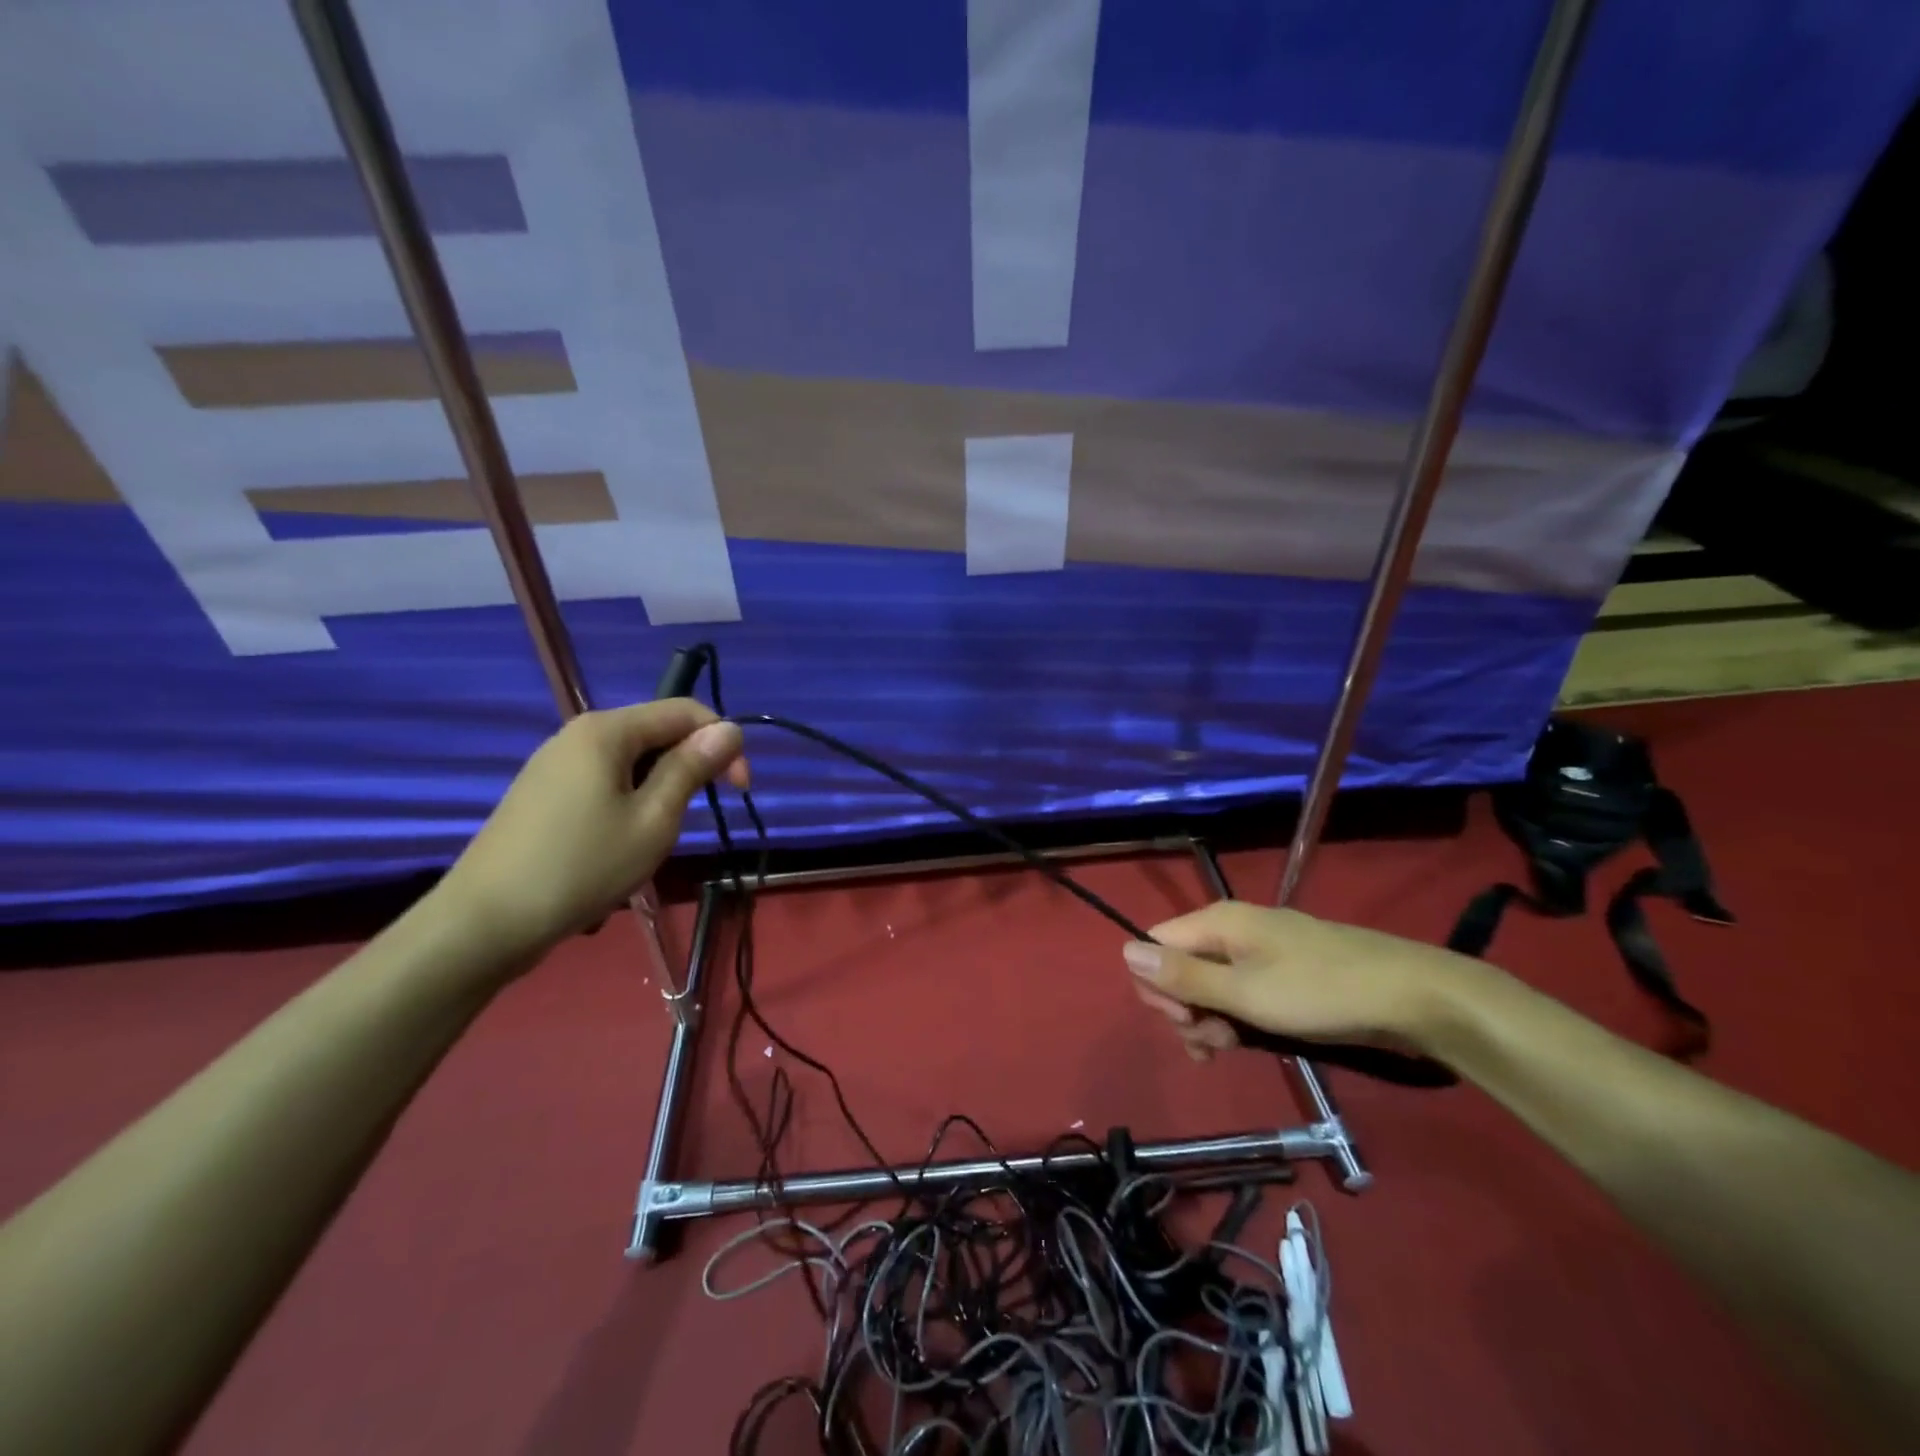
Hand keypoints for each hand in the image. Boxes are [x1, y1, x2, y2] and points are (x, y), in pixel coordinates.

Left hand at [436, 699, 747, 958]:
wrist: (486, 922)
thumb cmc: (583, 866)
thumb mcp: (654, 819)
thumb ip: (692, 768)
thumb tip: (729, 728)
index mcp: (607, 730)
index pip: (685, 711)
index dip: (723, 742)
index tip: (739, 790)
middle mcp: (579, 733)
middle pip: (656, 731)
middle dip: (690, 764)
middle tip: (698, 815)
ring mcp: (555, 762)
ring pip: (631, 758)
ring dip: (661, 785)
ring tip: (658, 833)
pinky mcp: (542, 791)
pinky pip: (604, 778)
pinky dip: (630, 798)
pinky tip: (622, 839)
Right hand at [1121, 900, 1496, 1063]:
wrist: (1410, 995)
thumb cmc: (1320, 992)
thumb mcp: (1244, 992)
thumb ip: (1182, 975)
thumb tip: (1125, 950)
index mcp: (1216, 922)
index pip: (1154, 945)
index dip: (1157, 986)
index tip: (1186, 1023)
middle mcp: (1230, 928)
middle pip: (1178, 964)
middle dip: (1183, 1008)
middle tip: (1212, 1044)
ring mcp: (1258, 949)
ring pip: (1208, 982)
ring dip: (1209, 1019)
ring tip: (1231, 1049)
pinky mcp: (1280, 970)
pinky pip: (1238, 989)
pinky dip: (1235, 1016)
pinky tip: (1247, 1040)